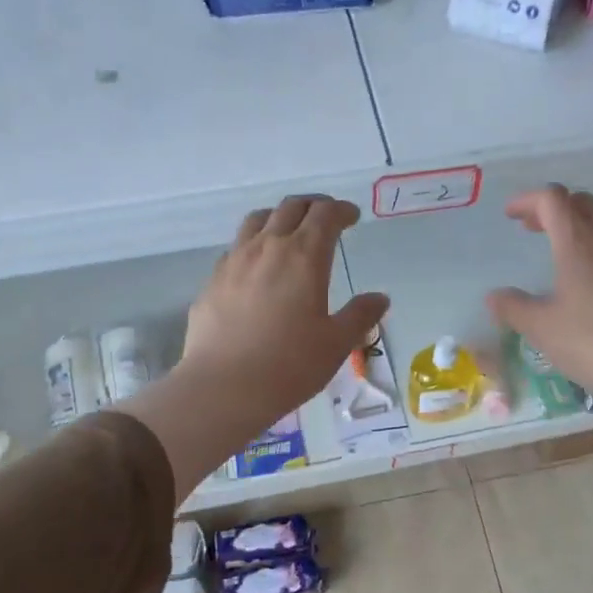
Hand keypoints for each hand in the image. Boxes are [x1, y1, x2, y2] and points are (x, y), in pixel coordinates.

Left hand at [117, 197, 387, 498]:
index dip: (341, 210)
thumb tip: (380, 298)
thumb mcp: (337, 344)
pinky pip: (236, 247)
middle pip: (291, 207)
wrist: (223, 387)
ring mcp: (234, 261)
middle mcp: (268, 247)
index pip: (325, 215)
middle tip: (326, 216)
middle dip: (313, 205)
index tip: (352, 216)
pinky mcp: (213, 280)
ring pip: (258, 220)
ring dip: (279, 217)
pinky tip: (257, 267)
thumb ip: (360, 315)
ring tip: (289, 231)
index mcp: (305, 256)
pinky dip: (254, 244)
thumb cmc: (290, 365)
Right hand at [485, 186, 592, 454]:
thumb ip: (514, 308)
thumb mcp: (543, 329)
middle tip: (533, 229)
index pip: (553, 200)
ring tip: (565, 247)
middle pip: (582, 203)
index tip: (510, 215)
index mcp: (578, 244)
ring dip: (582, 223)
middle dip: (554, 209)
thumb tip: (494, 296)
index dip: (528, 200)